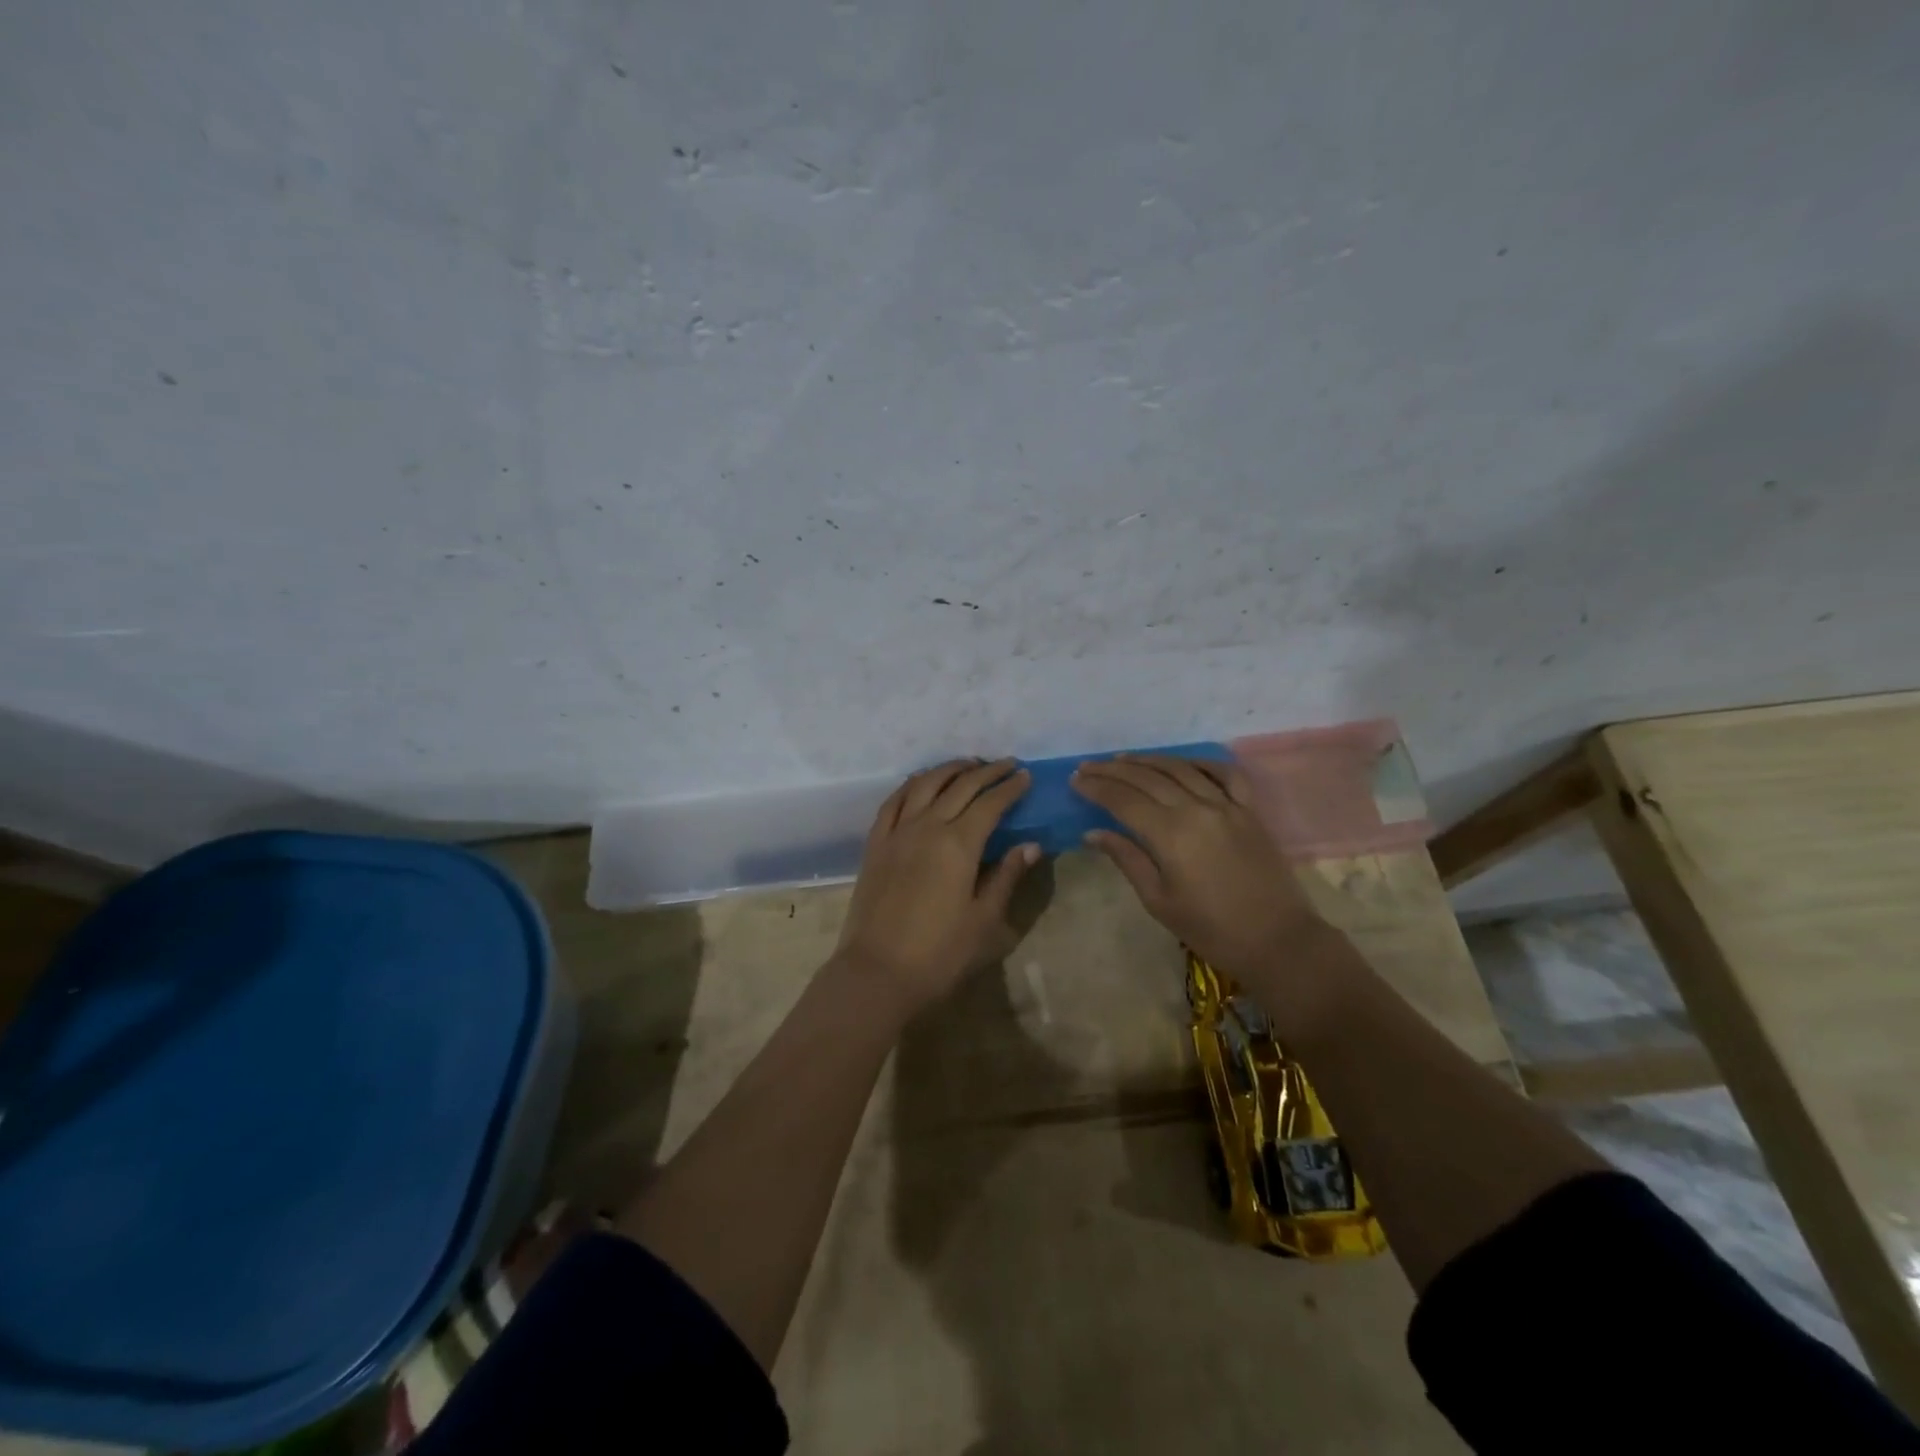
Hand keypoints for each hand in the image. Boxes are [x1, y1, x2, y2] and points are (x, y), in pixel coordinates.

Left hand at [835, 759, 1038, 1012]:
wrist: (877, 972)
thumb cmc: (939, 953)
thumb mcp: (984, 920)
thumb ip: (1006, 877)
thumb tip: (1031, 845)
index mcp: (959, 844)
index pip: (990, 803)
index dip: (1010, 787)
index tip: (1025, 776)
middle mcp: (927, 826)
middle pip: (960, 786)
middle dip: (986, 771)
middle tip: (1006, 764)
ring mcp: (897, 832)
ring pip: (925, 784)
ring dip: (949, 769)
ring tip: (968, 764)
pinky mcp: (875, 843)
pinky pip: (893, 801)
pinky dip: (912, 784)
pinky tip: (921, 782)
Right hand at [1072, 755, 1323, 983]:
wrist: (1278, 941)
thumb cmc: (1211, 930)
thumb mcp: (1158, 901)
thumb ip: (1127, 859)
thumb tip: (1093, 832)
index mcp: (1170, 834)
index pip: (1123, 800)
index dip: (1096, 787)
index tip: (1075, 780)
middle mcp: (1197, 809)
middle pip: (1147, 778)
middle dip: (1114, 770)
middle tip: (1089, 766)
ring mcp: (1227, 805)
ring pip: (1181, 769)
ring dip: (1149, 760)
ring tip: (1124, 758)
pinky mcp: (1250, 810)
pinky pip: (1225, 774)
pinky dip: (1201, 762)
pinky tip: (1183, 762)